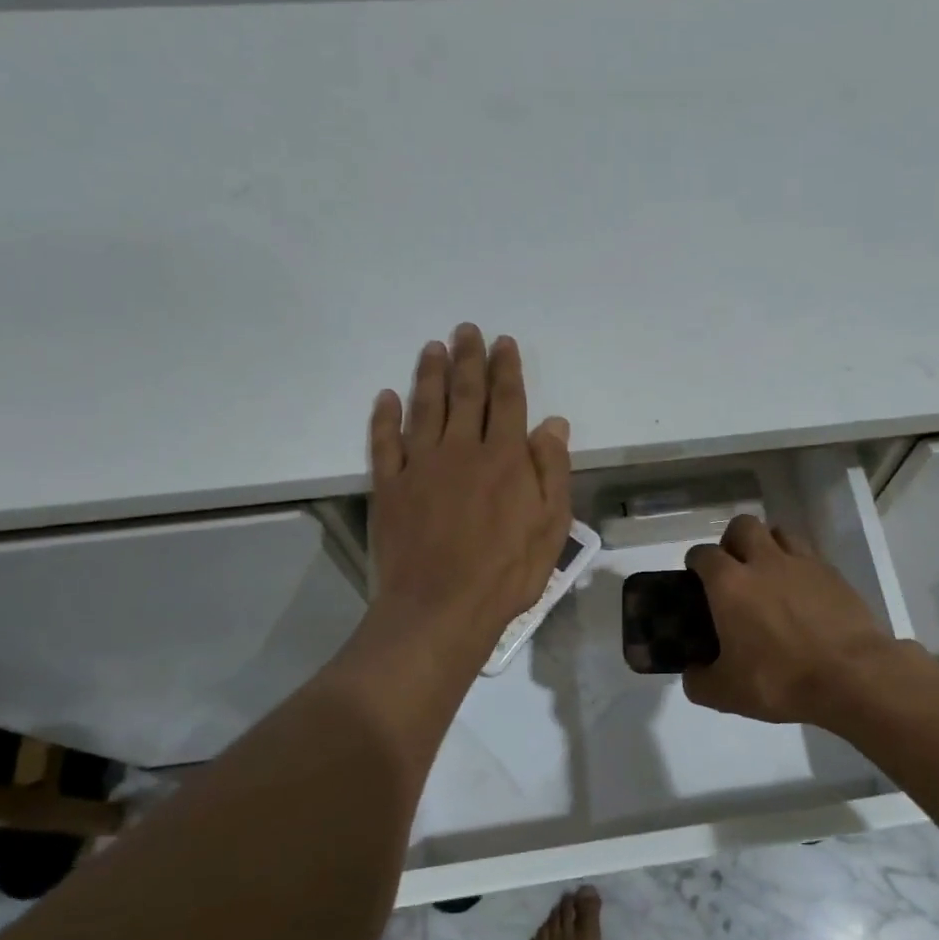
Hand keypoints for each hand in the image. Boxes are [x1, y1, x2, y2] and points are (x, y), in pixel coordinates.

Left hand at [367, 324, 571, 651]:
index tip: (503, 343)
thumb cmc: (507, 573)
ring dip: (429, 374)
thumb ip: (552, 471)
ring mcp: (420, 466)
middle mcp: (461, 450)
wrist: (440, 609)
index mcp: (505, 458)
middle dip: (468, 359)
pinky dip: (384, 417)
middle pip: (465, 394)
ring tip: (432, 347)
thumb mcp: (551, 527)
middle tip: (466, 330)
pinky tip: (386, 397)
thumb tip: (553, 424)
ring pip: (425, 407)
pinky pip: (384, 442)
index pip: (507, 401)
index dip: (506, 369)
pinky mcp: (390, 487)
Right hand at [682, 516, 898, 724]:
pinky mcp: (834, 574)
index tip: (695, 579)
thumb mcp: (726, 693)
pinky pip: (809, 556)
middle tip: (734, 570)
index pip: (703, 554)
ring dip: (768, 546)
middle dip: (732, 541)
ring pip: (779, 533)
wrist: (853, 677)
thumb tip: (693, 673)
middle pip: (742, 526)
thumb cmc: (781, 681)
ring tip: (769, 576)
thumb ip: (698, 681)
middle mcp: (764, 562)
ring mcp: (803, 564)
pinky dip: (799, 566)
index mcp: (730, 584)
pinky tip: (802, 594)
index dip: (696, 563)